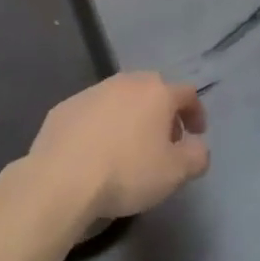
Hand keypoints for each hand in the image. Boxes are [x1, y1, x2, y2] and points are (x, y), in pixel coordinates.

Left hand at [31, 73, 209, 223]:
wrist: (62, 177)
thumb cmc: (126, 172)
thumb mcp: (175, 173)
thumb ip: (196, 156)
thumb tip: (197, 146)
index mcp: (156, 92)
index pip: (187, 94)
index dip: (196, 113)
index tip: (196, 135)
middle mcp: (126, 82)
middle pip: (153, 91)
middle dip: (163, 113)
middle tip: (164, 142)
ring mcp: (93, 91)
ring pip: (121, 99)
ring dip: (131, 117)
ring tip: (129, 148)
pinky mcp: (65, 106)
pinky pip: (93, 112)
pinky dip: (102, 126)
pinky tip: (96, 152)